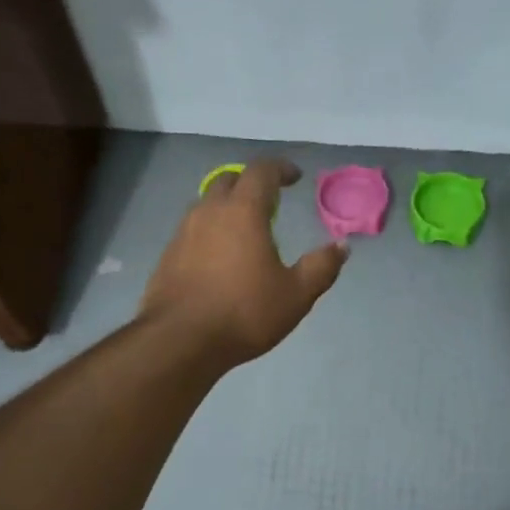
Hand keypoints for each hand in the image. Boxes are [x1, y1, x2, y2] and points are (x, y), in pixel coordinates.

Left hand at [139, 158, 346, 365]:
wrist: (179, 340)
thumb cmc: (244, 313)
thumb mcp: (295, 295)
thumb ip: (321, 267)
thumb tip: (341, 246)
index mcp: (243, 212)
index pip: (261, 171)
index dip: (280, 169)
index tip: (294, 177)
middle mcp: (209, 212)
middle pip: (229, 181)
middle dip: (251, 183)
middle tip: (270, 201)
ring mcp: (183, 232)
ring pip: (207, 204)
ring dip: (228, 207)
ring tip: (245, 231)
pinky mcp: (168, 255)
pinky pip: (193, 230)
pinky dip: (210, 231)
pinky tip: (220, 258)